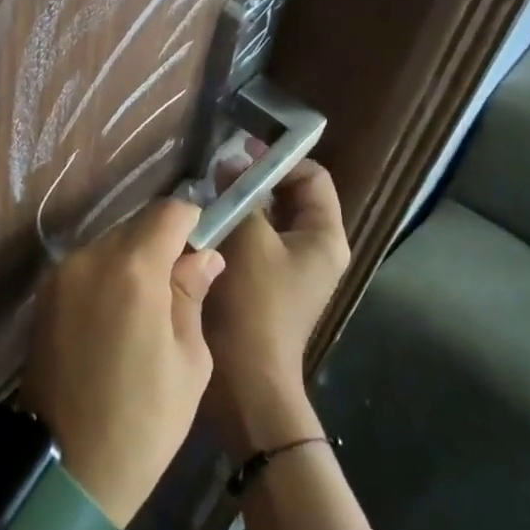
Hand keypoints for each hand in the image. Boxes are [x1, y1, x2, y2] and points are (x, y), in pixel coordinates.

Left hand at [20, 198, 223, 526]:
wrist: (67, 469)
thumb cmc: (144, 421)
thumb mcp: (189, 361)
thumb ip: (192, 294)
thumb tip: (204, 255)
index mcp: (132, 268)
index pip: (168, 212)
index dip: (192, 223)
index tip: (203, 250)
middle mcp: (90, 257)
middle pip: (136, 225)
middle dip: (162, 244)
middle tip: (179, 288)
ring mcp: (61, 274)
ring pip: (110, 244)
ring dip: (133, 260)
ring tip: (147, 310)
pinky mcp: (44, 294)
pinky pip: (87, 266)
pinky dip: (108, 277)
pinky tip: (117, 319)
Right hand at [201, 150, 351, 460]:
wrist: (247, 378)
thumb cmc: (256, 304)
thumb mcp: (250, 239)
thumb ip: (243, 195)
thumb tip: (231, 165)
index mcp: (324, 237)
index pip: (312, 177)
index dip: (280, 159)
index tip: (242, 151)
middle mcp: (313, 249)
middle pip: (289, 195)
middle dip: (256, 178)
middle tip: (218, 169)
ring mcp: (289, 268)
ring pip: (267, 218)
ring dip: (241, 202)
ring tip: (207, 191)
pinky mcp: (266, 283)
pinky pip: (253, 240)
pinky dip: (234, 226)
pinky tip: (205, 221)